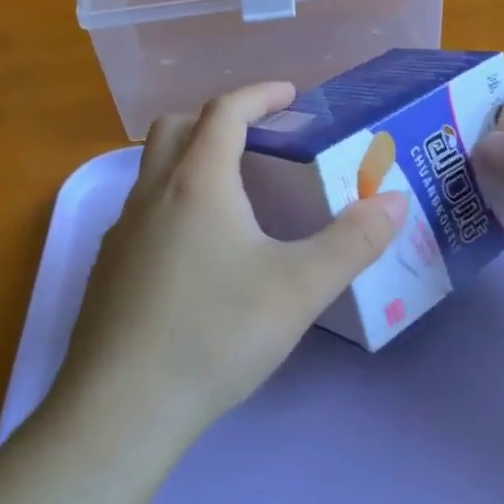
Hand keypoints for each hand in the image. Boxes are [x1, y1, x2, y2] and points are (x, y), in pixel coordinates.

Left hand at [56, 83, 407, 445]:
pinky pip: (142, 212)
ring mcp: (121, 233)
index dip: (260, 94)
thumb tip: (395, 202)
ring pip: (154, 171)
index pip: (225, 112)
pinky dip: (174, 204)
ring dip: (193, 161)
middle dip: (218, 118)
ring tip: (237, 196)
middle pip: (176, 128)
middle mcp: (151, 195)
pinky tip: (200, 254)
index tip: (291, 95)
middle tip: (260, 139)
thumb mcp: (300, 288)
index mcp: (198, 184)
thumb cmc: (216, 334)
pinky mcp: (108, 270)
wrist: (123, 408)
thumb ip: (353, 242)